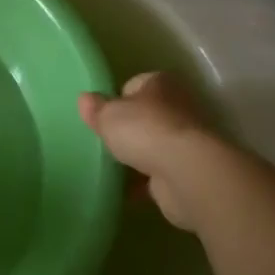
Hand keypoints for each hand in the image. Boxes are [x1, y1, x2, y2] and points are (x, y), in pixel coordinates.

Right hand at [78, 71, 213, 229]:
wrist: (188, 175)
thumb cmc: (146, 131)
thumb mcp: (108, 115)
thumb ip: (95, 108)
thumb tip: (84, 99)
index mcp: (160, 83)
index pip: (133, 84)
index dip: (117, 99)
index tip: (103, 116)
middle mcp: (179, 106)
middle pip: (147, 115)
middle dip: (129, 129)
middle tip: (107, 141)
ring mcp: (188, 140)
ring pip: (155, 145)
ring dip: (139, 156)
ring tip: (113, 167)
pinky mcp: (190, 171)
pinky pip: (161, 173)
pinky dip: (146, 181)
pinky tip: (127, 190)